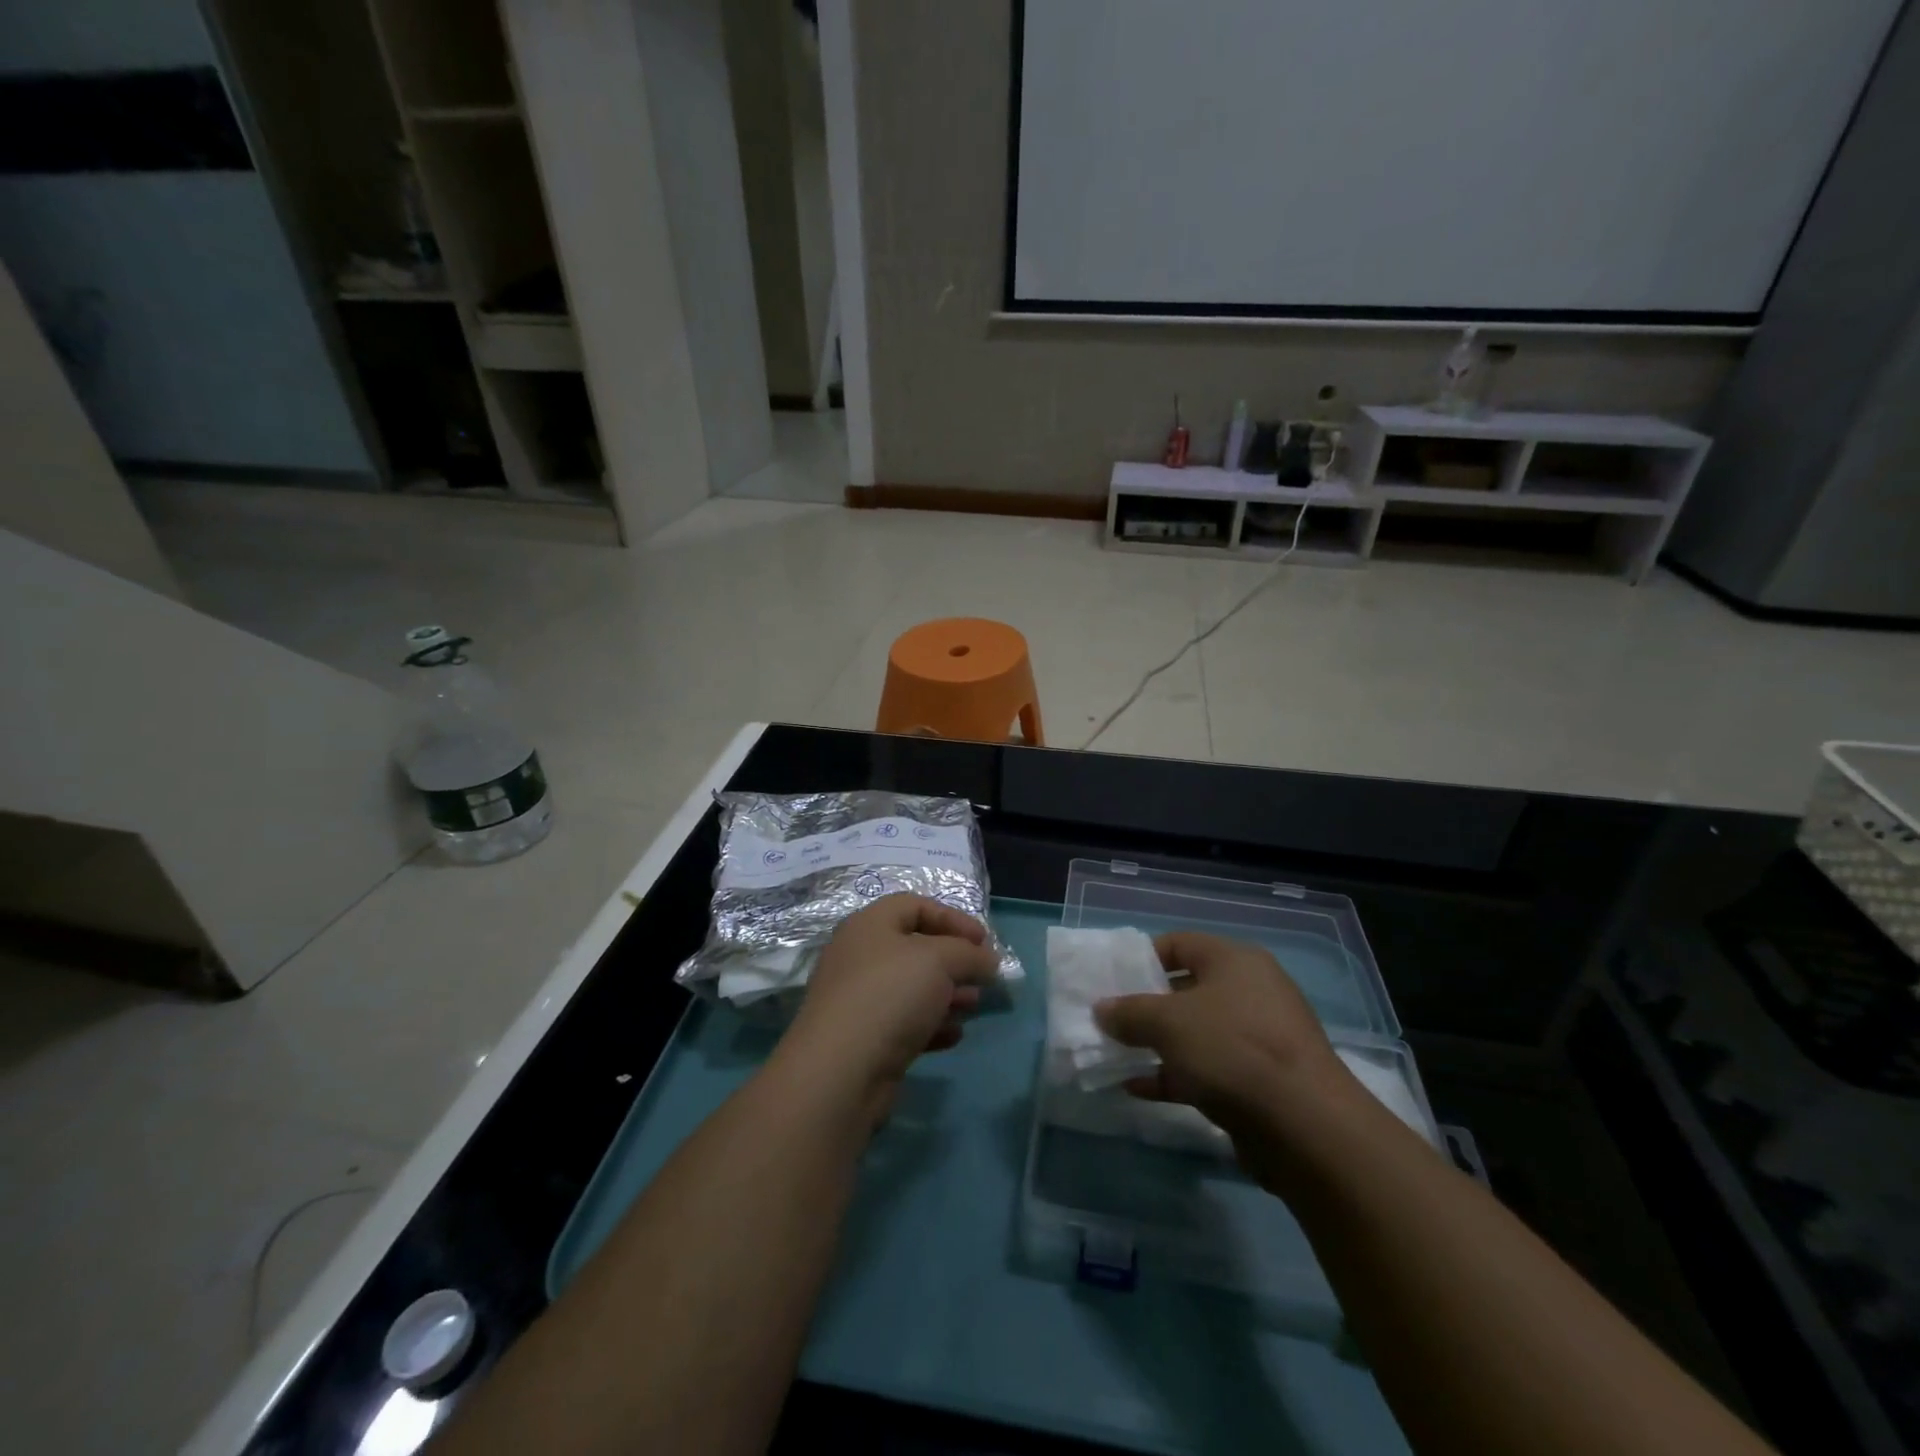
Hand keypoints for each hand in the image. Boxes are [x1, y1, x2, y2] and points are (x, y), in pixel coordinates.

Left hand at [780, 894, 999, 1109]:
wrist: (840, 1071)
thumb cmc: (890, 995)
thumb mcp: (940, 960)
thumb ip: (970, 954)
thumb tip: (988, 960)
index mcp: (869, 925)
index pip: (915, 905)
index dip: (952, 918)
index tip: (983, 941)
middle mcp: (860, 956)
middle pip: (915, 948)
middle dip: (954, 961)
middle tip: (983, 977)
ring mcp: (859, 999)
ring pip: (912, 988)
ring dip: (947, 994)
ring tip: (973, 1006)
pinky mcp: (864, 1038)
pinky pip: (904, 1022)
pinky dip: (931, 1025)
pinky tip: (954, 1035)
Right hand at [1094, 932, 1357, 1187]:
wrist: (1305, 1126)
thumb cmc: (1231, 1049)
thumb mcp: (1168, 1023)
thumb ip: (1129, 1012)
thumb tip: (1102, 1009)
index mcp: (1235, 961)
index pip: (1180, 943)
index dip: (1144, 958)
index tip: (1113, 980)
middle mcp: (1251, 991)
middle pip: (1188, 989)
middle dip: (1147, 1006)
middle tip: (1112, 1020)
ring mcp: (1259, 1038)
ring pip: (1197, 1033)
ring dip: (1158, 1044)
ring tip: (1118, 1054)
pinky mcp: (1261, 1081)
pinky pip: (1208, 1068)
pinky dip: (1174, 1075)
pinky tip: (1138, 1088)